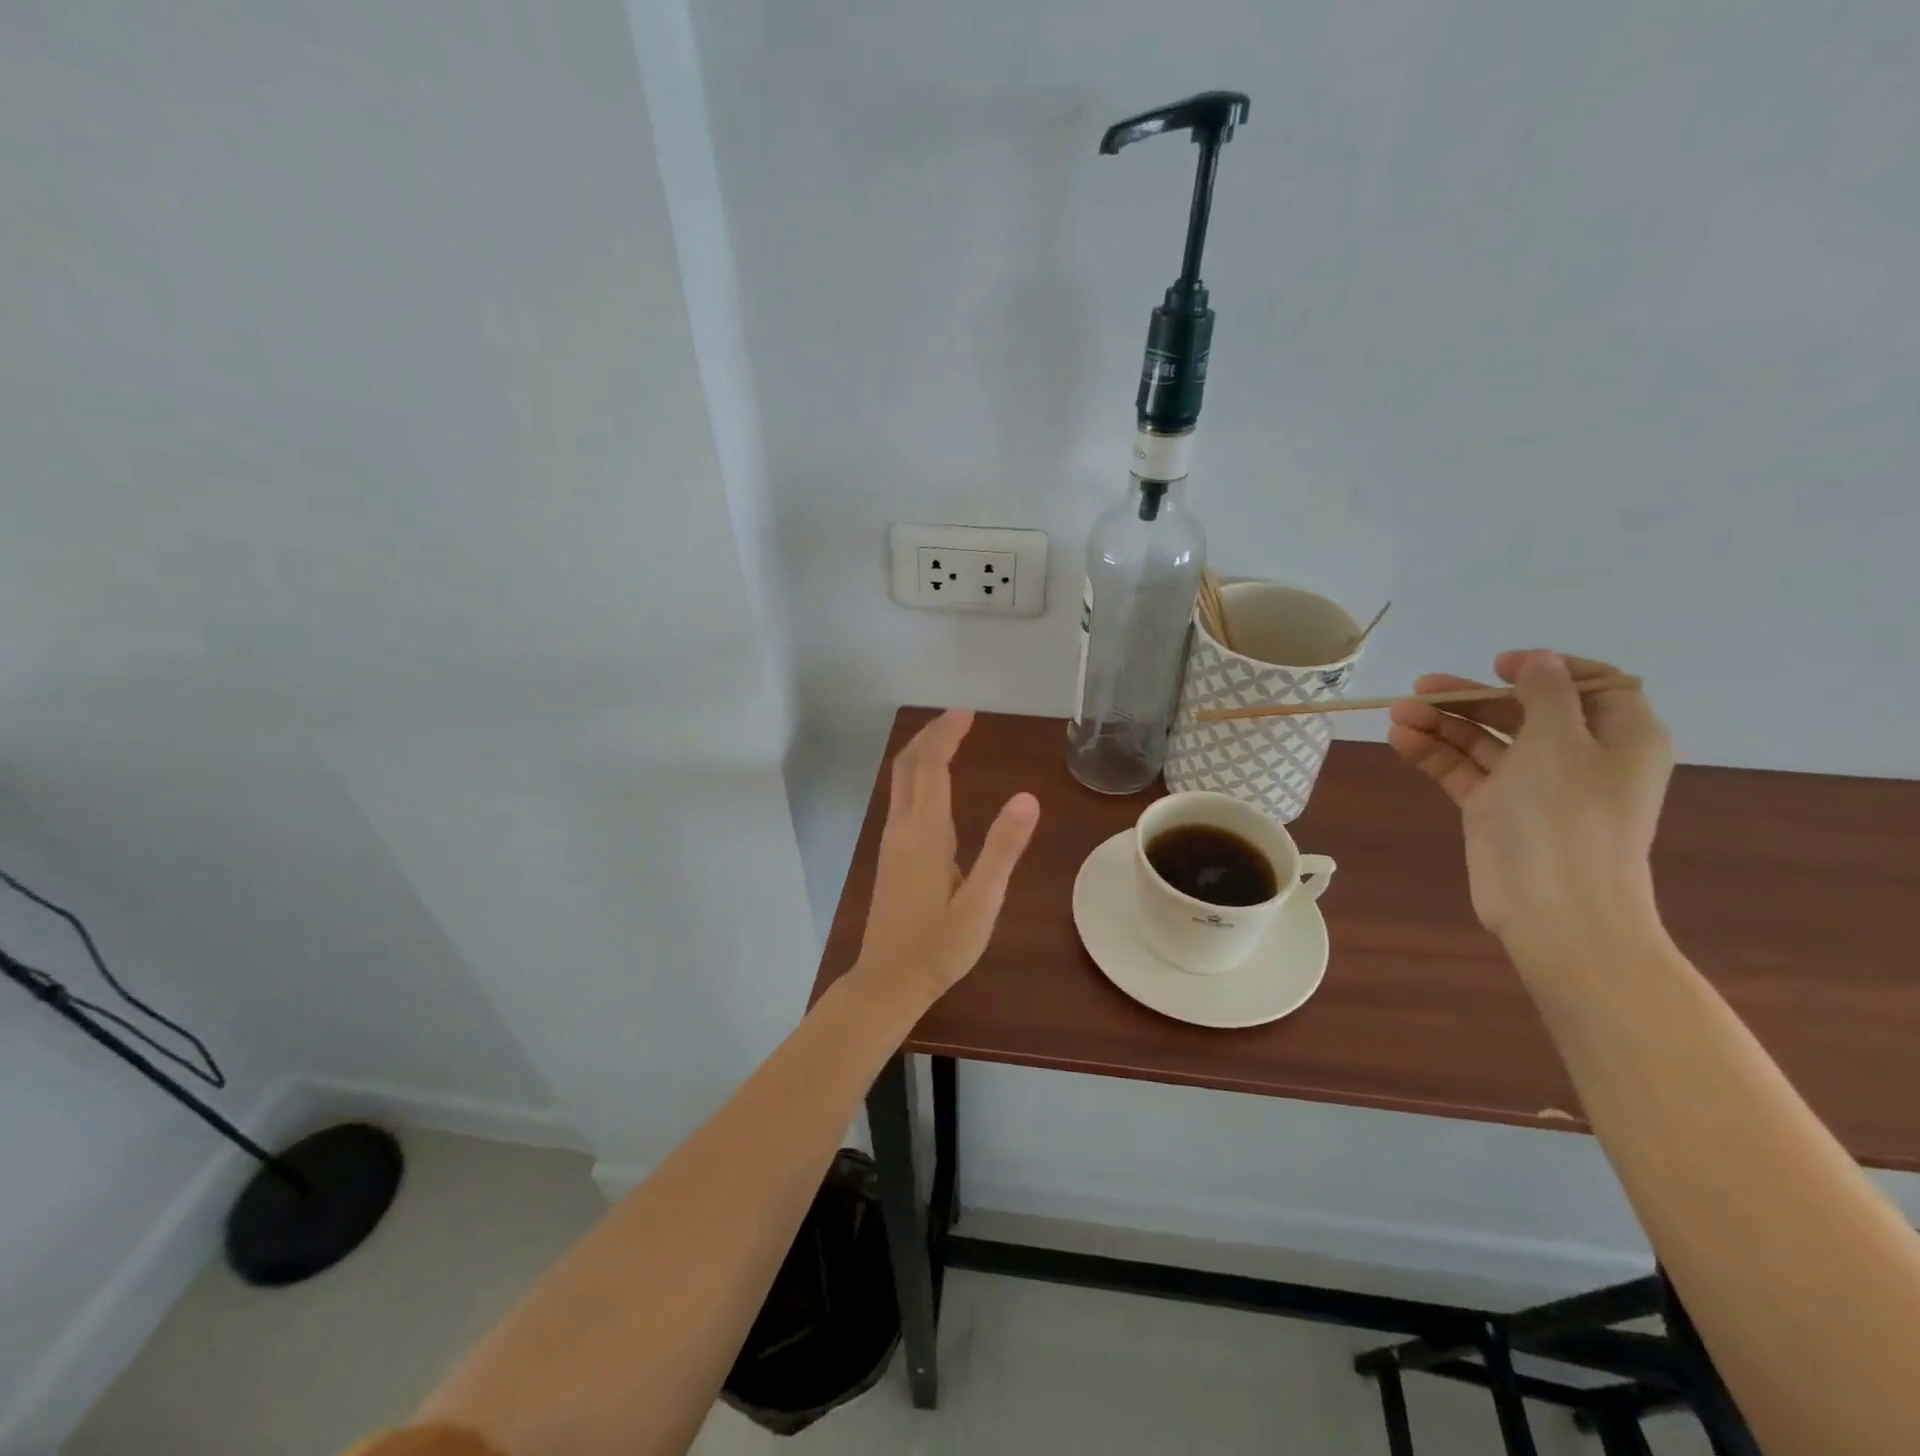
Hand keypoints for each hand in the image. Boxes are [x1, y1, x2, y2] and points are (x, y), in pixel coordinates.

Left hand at [853, 710, 1040, 1006]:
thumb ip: (1003, 849)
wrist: (888, 981)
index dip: (947, 735)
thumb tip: (1027, 797)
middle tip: (959, 717)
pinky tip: (933, 786)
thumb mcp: (981, 902)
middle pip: (908, 766)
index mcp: (925, 834)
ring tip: (948, 739)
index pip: (932, 767)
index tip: (967, 713)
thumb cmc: (940, 946)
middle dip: (931, 735)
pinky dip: (917, 776)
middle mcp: (902, 828)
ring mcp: (891, 842)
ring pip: (900, 781)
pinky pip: (901, 799)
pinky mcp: (890, 856)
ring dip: (921, 753)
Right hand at [1388, 650, 1672, 956]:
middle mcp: (1577, 756)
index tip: (1499, 665)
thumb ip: (1546, 693)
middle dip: (1470, 698)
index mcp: (1618, 736)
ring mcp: (1533, 785)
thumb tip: (1540, 660)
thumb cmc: (1566, 815)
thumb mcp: (1560, 741)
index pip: (1590, 685)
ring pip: (1484, 741)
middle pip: (1521, 711)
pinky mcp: (1495, 809)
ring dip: (1442, 724)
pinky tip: (1402, 740)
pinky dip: (1435, 753)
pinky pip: (1464, 771)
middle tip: (1420, 688)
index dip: (1546, 669)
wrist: (1554, 906)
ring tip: (1397, 714)